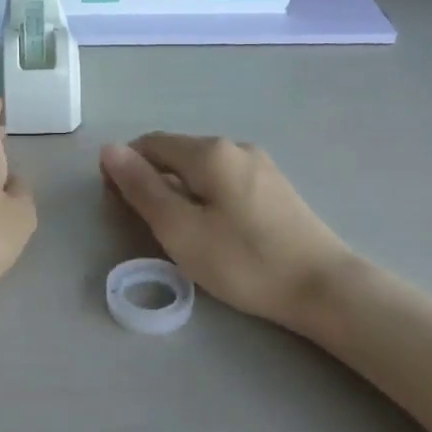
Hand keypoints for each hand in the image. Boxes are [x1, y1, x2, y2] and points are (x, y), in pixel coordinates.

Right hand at [100, 134, 351, 329]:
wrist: (322, 287)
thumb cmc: (243, 261)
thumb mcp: (179, 229)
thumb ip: (141, 188)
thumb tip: (109, 150)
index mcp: (209, 152)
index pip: (149, 144)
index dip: (125, 168)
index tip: (116, 205)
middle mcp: (235, 147)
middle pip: (176, 153)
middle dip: (152, 179)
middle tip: (147, 226)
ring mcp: (260, 165)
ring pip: (201, 168)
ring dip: (178, 190)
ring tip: (178, 231)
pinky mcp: (275, 187)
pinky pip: (224, 180)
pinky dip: (204, 196)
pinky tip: (212, 229)